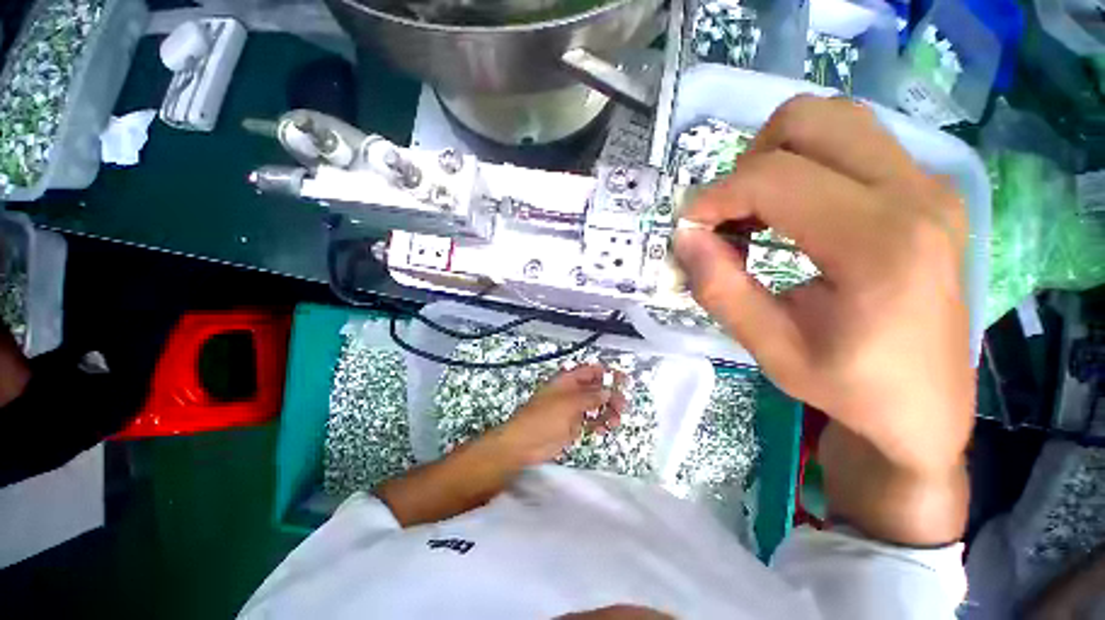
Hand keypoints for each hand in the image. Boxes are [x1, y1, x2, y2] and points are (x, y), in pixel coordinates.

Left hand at [494, 364, 626, 466]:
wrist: (525, 444)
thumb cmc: (543, 418)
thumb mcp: (569, 404)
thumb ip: (591, 397)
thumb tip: (608, 392)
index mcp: (568, 380)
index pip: (591, 371)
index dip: (608, 373)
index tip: (623, 380)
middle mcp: (572, 392)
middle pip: (597, 389)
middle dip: (611, 395)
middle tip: (623, 405)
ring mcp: (573, 409)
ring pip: (597, 406)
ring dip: (608, 411)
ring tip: (615, 421)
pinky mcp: (574, 426)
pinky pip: (592, 421)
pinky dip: (600, 423)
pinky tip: (605, 429)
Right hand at [674, 96, 974, 544]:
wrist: (922, 411)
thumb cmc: (843, 390)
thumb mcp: (766, 346)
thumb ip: (717, 285)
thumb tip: (684, 237)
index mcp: (874, 243)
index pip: (771, 179)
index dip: (713, 197)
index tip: (687, 229)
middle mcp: (906, 196)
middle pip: (804, 122)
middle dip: (744, 164)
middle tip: (724, 218)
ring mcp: (921, 186)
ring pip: (827, 122)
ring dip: (771, 162)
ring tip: (752, 218)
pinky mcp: (918, 193)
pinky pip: (844, 146)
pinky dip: (799, 169)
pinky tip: (788, 218)